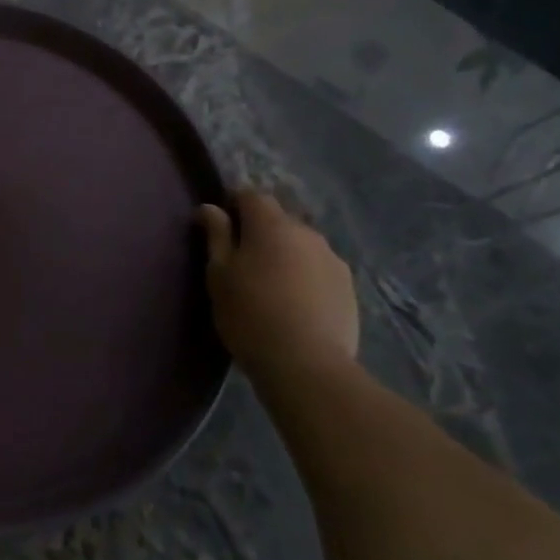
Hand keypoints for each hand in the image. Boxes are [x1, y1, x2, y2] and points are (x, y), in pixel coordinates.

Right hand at [198, 189, 357, 380]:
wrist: (307, 364)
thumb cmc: (250, 314)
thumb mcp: (219, 274)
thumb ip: (216, 236)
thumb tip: (211, 208)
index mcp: (272, 225)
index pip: (251, 195)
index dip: (233, 204)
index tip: (220, 227)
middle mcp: (307, 233)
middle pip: (278, 219)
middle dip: (260, 231)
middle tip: (241, 261)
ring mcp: (333, 260)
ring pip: (300, 244)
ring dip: (284, 253)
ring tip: (270, 284)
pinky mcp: (348, 287)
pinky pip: (318, 268)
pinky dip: (303, 275)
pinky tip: (294, 303)